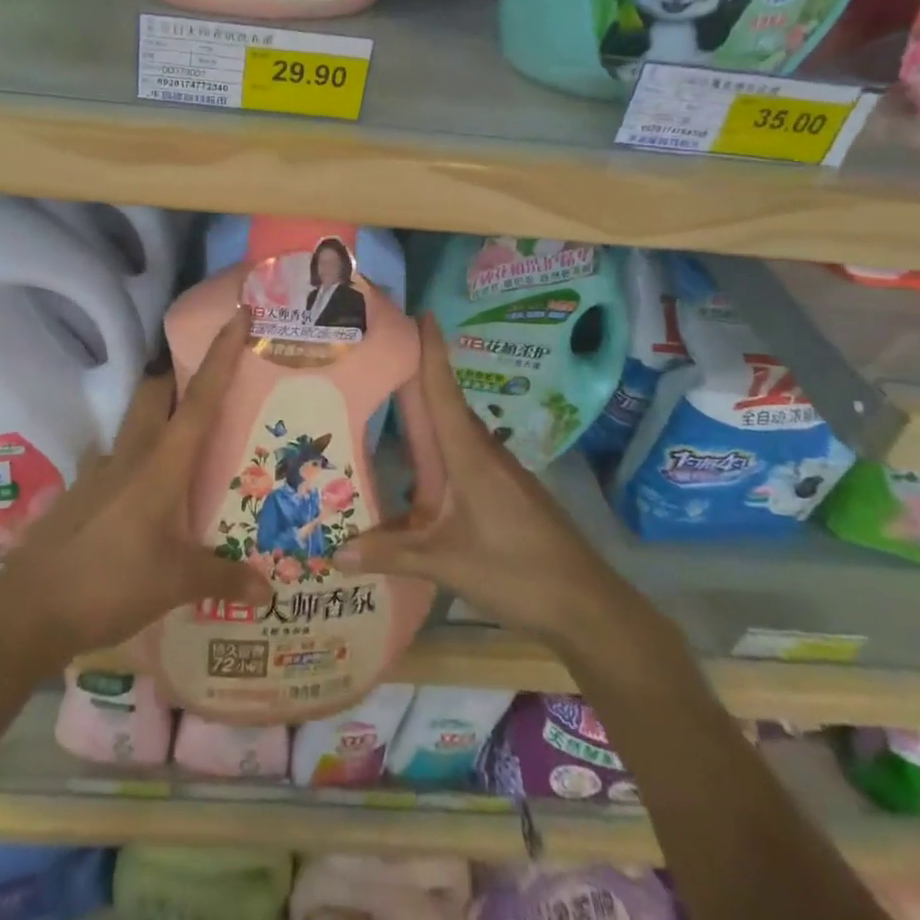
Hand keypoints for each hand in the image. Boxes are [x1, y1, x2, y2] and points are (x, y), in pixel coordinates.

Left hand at [0, 310, 270, 659]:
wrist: (30, 607)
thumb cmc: (111, 584)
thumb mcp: (176, 584)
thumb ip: (223, 579)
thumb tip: (268, 591)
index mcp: (162, 464)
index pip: (201, 399)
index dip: (222, 355)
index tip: (238, 315)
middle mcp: (132, 454)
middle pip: (157, 392)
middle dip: (180, 373)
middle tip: (209, 375)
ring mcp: (101, 470)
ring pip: (134, 421)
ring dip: (157, 412)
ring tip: (183, 434)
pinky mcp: (82, 491)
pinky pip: (115, 458)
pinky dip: (134, 457)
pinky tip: (142, 487)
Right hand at [334, 316, 658, 654]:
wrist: (585, 604)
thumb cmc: (515, 572)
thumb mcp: (445, 564)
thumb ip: (390, 553)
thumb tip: (334, 551)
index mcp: (469, 457)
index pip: (444, 392)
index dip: (431, 352)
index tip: (419, 314)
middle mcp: (484, 454)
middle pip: (446, 406)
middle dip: (419, 379)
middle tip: (382, 359)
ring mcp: (500, 474)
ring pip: (456, 435)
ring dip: (429, 418)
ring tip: (391, 411)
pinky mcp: (507, 493)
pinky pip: (465, 458)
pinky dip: (440, 452)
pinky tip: (421, 474)